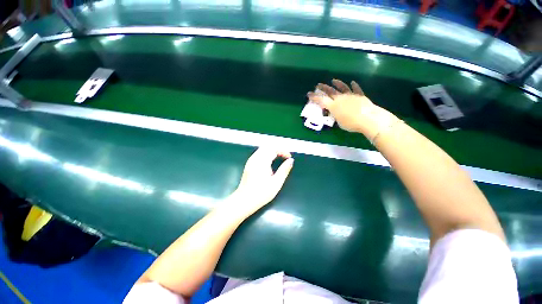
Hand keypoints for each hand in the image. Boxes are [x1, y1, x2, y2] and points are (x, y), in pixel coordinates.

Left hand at [230, 148, 293, 213]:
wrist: (244, 200)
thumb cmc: (261, 193)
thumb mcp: (276, 182)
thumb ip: (284, 170)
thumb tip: (291, 161)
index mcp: (262, 161)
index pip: (274, 148)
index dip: (283, 151)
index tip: (289, 157)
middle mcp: (255, 158)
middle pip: (267, 146)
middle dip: (277, 149)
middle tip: (284, 156)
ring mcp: (251, 161)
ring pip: (262, 149)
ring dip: (272, 151)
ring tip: (279, 158)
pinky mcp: (249, 164)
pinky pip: (258, 153)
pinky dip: (266, 154)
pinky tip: (269, 162)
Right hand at [307, 79, 395, 138]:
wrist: (368, 119)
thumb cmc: (351, 123)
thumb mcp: (339, 122)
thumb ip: (336, 116)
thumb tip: (336, 113)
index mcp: (333, 106)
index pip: (321, 100)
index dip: (314, 97)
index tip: (309, 94)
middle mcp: (340, 98)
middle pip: (330, 91)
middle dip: (323, 88)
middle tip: (318, 85)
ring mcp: (350, 95)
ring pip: (342, 87)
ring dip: (337, 83)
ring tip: (333, 80)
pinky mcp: (360, 95)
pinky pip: (356, 89)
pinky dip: (354, 86)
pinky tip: (352, 82)